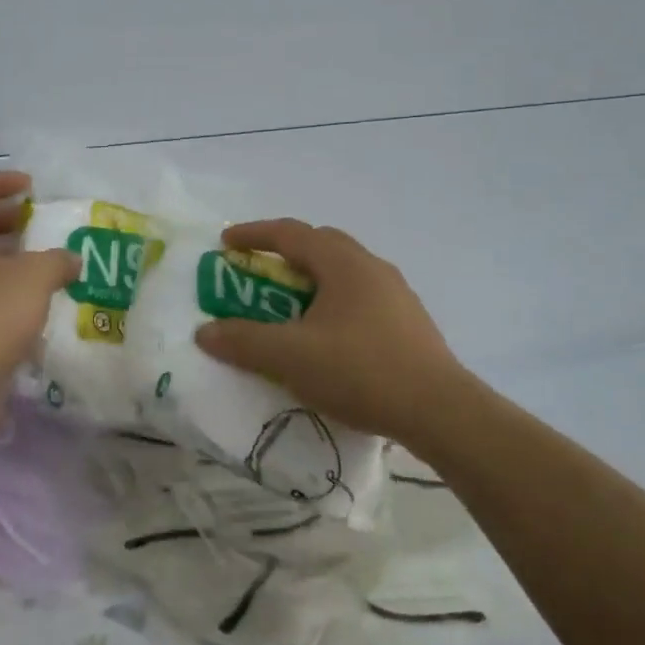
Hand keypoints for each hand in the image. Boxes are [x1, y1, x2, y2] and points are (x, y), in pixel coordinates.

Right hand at [194, 219, 472, 443]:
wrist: (439, 411)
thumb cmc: (360, 371)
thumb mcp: (290, 357)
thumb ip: (244, 341)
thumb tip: (205, 332)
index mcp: (343, 263)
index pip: (291, 233)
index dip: (254, 234)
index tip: (226, 243)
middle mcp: (372, 267)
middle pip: (320, 245)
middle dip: (284, 254)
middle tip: (258, 273)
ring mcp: (396, 294)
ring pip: (343, 272)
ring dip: (311, 280)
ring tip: (290, 307)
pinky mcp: (409, 322)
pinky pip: (360, 297)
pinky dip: (333, 303)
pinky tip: (328, 337)